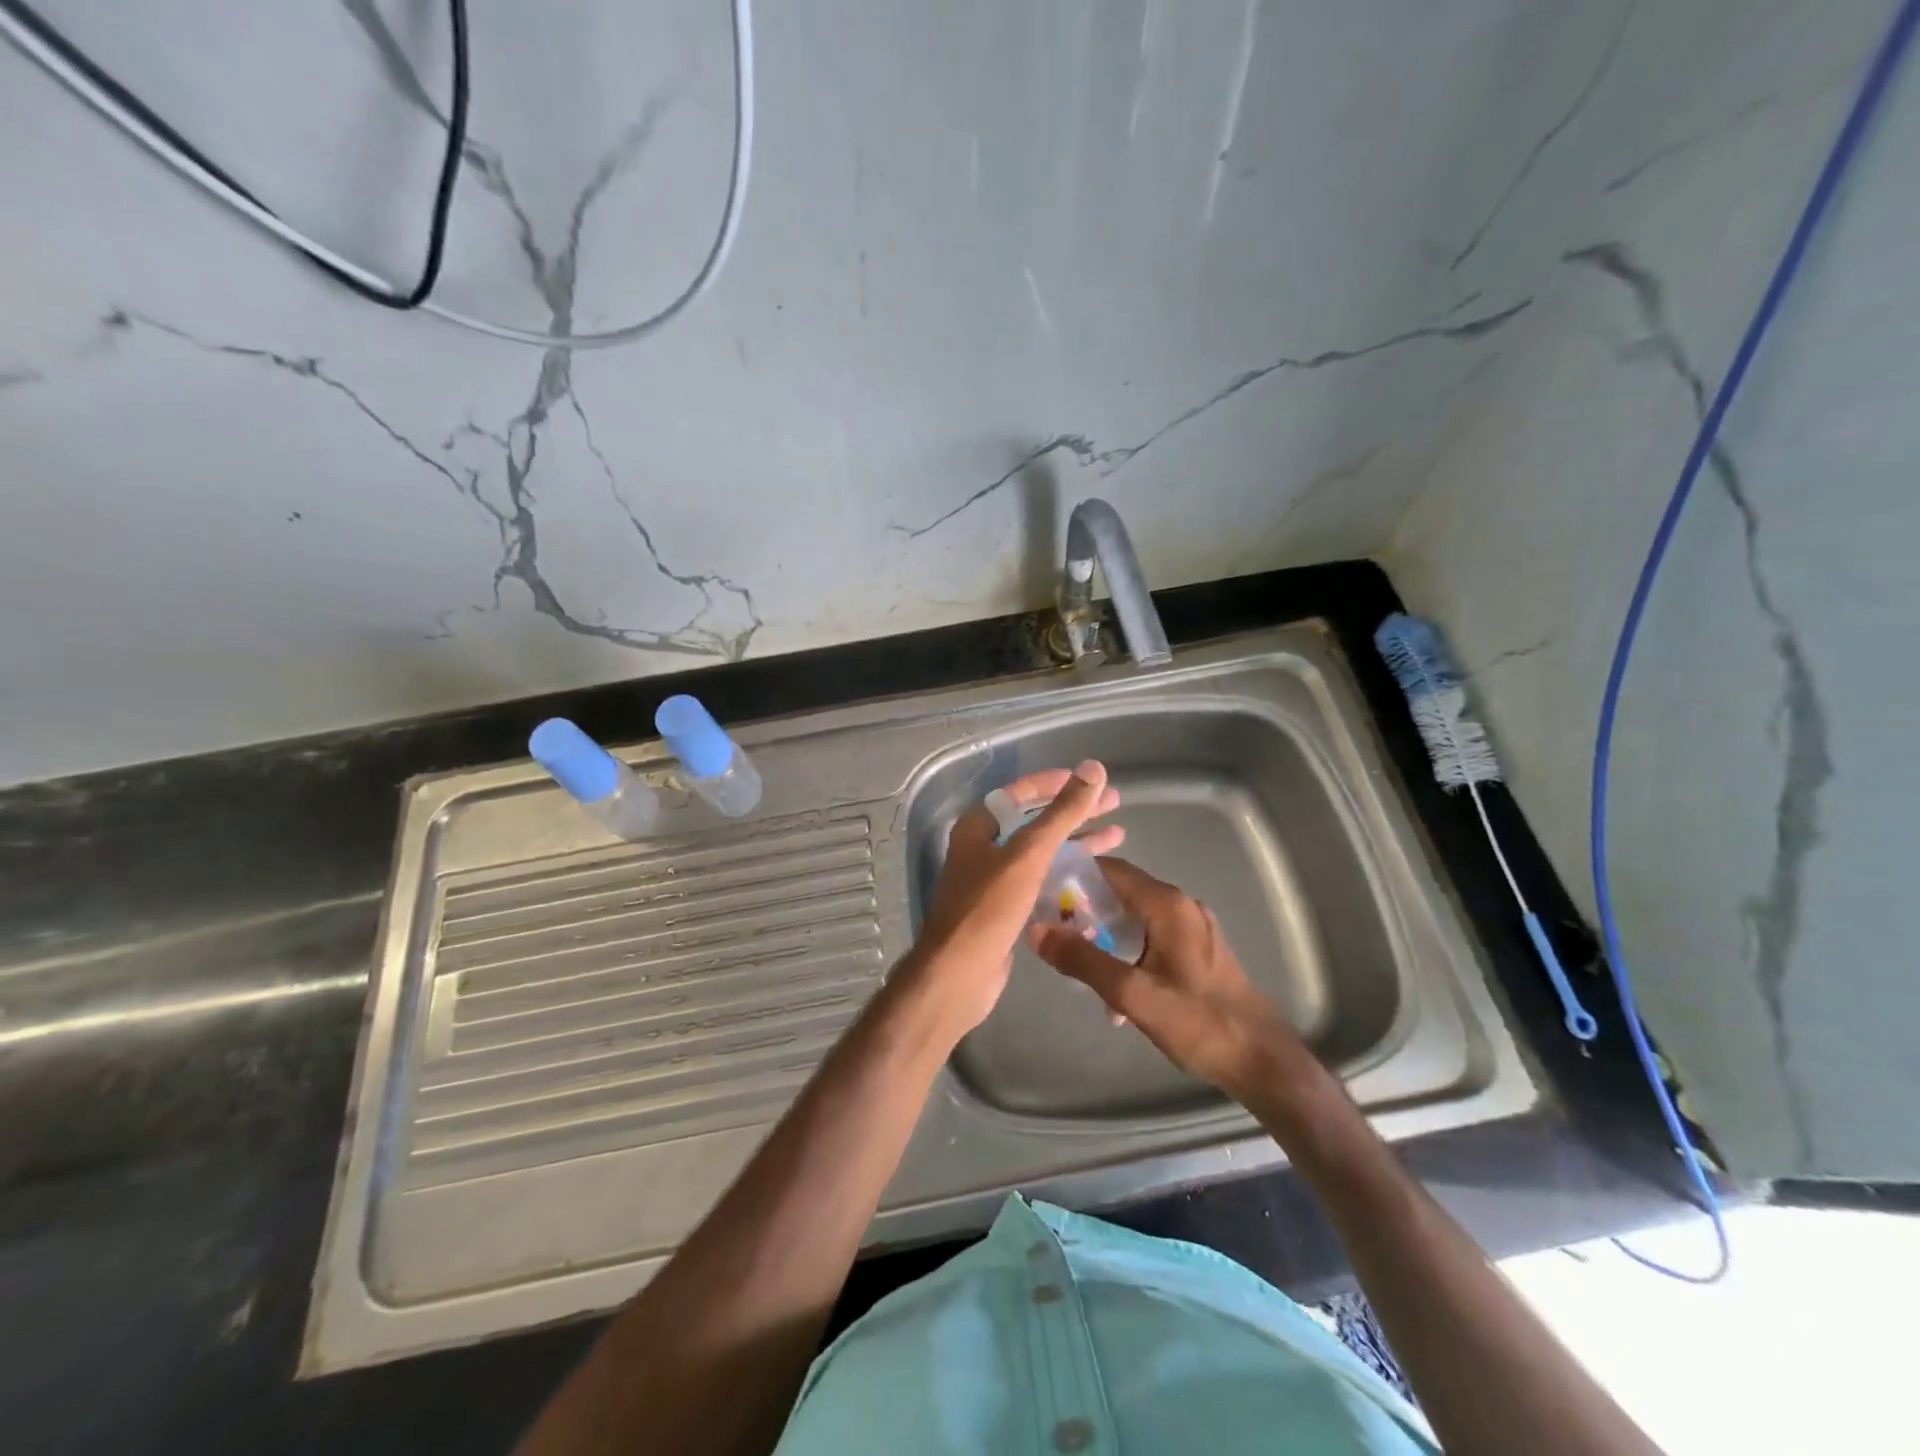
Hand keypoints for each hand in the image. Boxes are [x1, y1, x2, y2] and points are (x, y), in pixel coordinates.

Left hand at [896, 762, 1123, 1041]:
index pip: (1019, 793)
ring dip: (1076, 842)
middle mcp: (983, 849)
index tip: (1088, 780)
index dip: (1054, 784)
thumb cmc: (989, 908)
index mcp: (977, 828)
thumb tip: (1093, 769)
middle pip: (1034, 821)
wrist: (960, 975)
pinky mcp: (1006, 910)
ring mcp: (994, 881)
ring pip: (1041, 852)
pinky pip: (1041, 881)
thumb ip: (1062, 813)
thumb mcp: (1028, 855)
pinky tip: (1096, 875)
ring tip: (1117, 836)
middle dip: (1074, 812)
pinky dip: (1067, 874)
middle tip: (1114, 804)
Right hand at [1027, 858, 1307, 1099]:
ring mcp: (1193, 927)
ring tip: (1076, 961)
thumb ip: (1082, 960)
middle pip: (1122, 891)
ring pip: (1136, 916)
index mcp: (1167, 905)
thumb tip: (1036, 929)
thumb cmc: (1199, 1023)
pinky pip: (1152, 935)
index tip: (1042, 892)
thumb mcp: (1132, 994)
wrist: (1262, 1061)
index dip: (1074, 875)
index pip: (1111, 869)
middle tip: (1052, 930)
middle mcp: (1181, 905)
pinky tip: (1116, 986)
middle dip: (1085, 908)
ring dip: (1105, 933)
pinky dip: (1128, 948)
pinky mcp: (1199, 950)